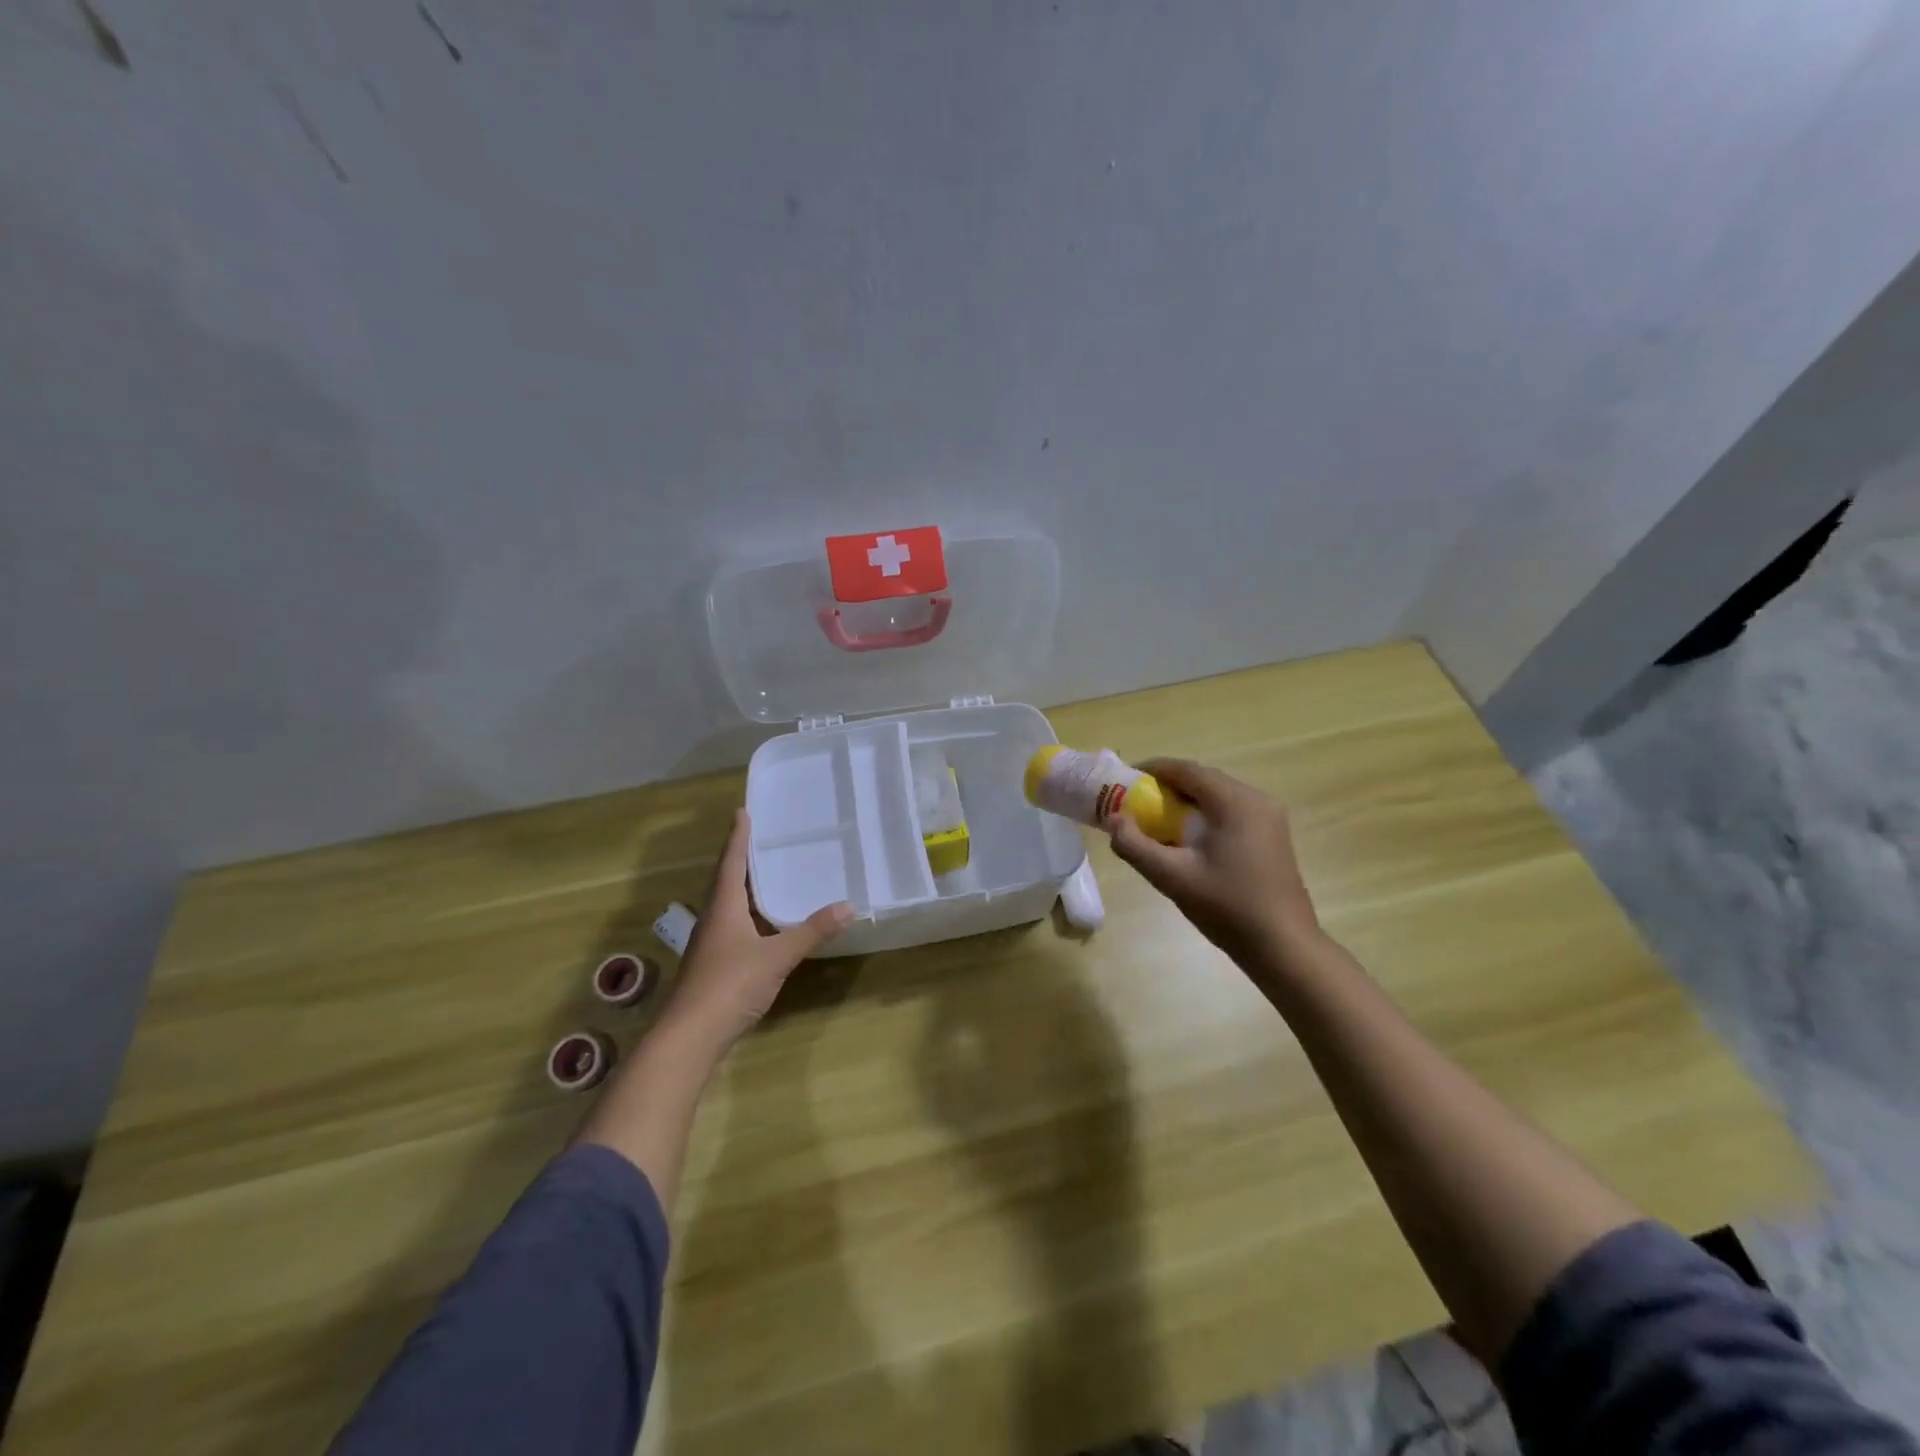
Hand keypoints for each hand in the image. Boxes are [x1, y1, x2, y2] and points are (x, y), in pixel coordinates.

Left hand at [663, 809, 853, 1050]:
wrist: (690, 1037)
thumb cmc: (729, 985)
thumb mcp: (777, 956)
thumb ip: (811, 931)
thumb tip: (848, 905)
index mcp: (723, 908)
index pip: (731, 863)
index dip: (737, 837)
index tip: (741, 812)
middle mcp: (713, 920)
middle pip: (726, 881)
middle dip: (741, 859)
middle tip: (761, 838)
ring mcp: (711, 945)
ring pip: (729, 906)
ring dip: (745, 888)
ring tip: (767, 875)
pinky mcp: (714, 966)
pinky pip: (734, 928)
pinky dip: (749, 916)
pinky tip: (765, 924)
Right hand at [1106, 758, 1320, 973]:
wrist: (1284, 947)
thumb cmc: (1227, 908)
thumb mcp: (1173, 878)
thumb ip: (1135, 846)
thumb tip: (1113, 820)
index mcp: (1235, 802)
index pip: (1187, 770)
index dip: (1153, 769)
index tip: (1124, 779)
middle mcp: (1256, 799)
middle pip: (1203, 779)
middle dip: (1167, 786)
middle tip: (1136, 802)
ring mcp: (1269, 817)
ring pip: (1218, 795)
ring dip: (1186, 801)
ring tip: (1157, 820)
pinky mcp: (1272, 835)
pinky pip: (1231, 811)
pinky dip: (1205, 814)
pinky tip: (1189, 839)